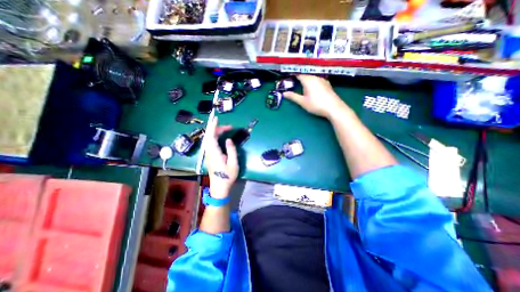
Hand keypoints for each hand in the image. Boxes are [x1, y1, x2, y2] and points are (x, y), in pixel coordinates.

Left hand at [205, 115, 238, 198]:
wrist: (219, 187)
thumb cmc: (227, 176)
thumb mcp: (233, 163)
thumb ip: (231, 150)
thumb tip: (228, 140)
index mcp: (214, 153)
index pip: (211, 136)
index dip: (213, 127)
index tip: (216, 118)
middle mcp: (209, 152)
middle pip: (210, 136)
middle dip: (217, 128)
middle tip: (229, 127)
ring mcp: (209, 154)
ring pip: (210, 139)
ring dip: (217, 132)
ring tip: (226, 130)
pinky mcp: (210, 156)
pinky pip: (211, 143)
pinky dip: (215, 137)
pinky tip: (221, 137)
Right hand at [280, 74, 348, 118]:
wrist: (334, 108)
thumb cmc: (316, 105)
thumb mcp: (303, 102)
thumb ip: (293, 96)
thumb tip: (284, 93)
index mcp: (308, 80)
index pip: (298, 74)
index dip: (292, 75)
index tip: (286, 77)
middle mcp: (315, 77)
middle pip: (305, 74)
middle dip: (298, 77)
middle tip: (292, 81)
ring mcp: (322, 80)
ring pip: (311, 77)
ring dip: (305, 79)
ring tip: (300, 84)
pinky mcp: (327, 84)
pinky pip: (316, 79)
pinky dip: (311, 81)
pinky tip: (311, 87)